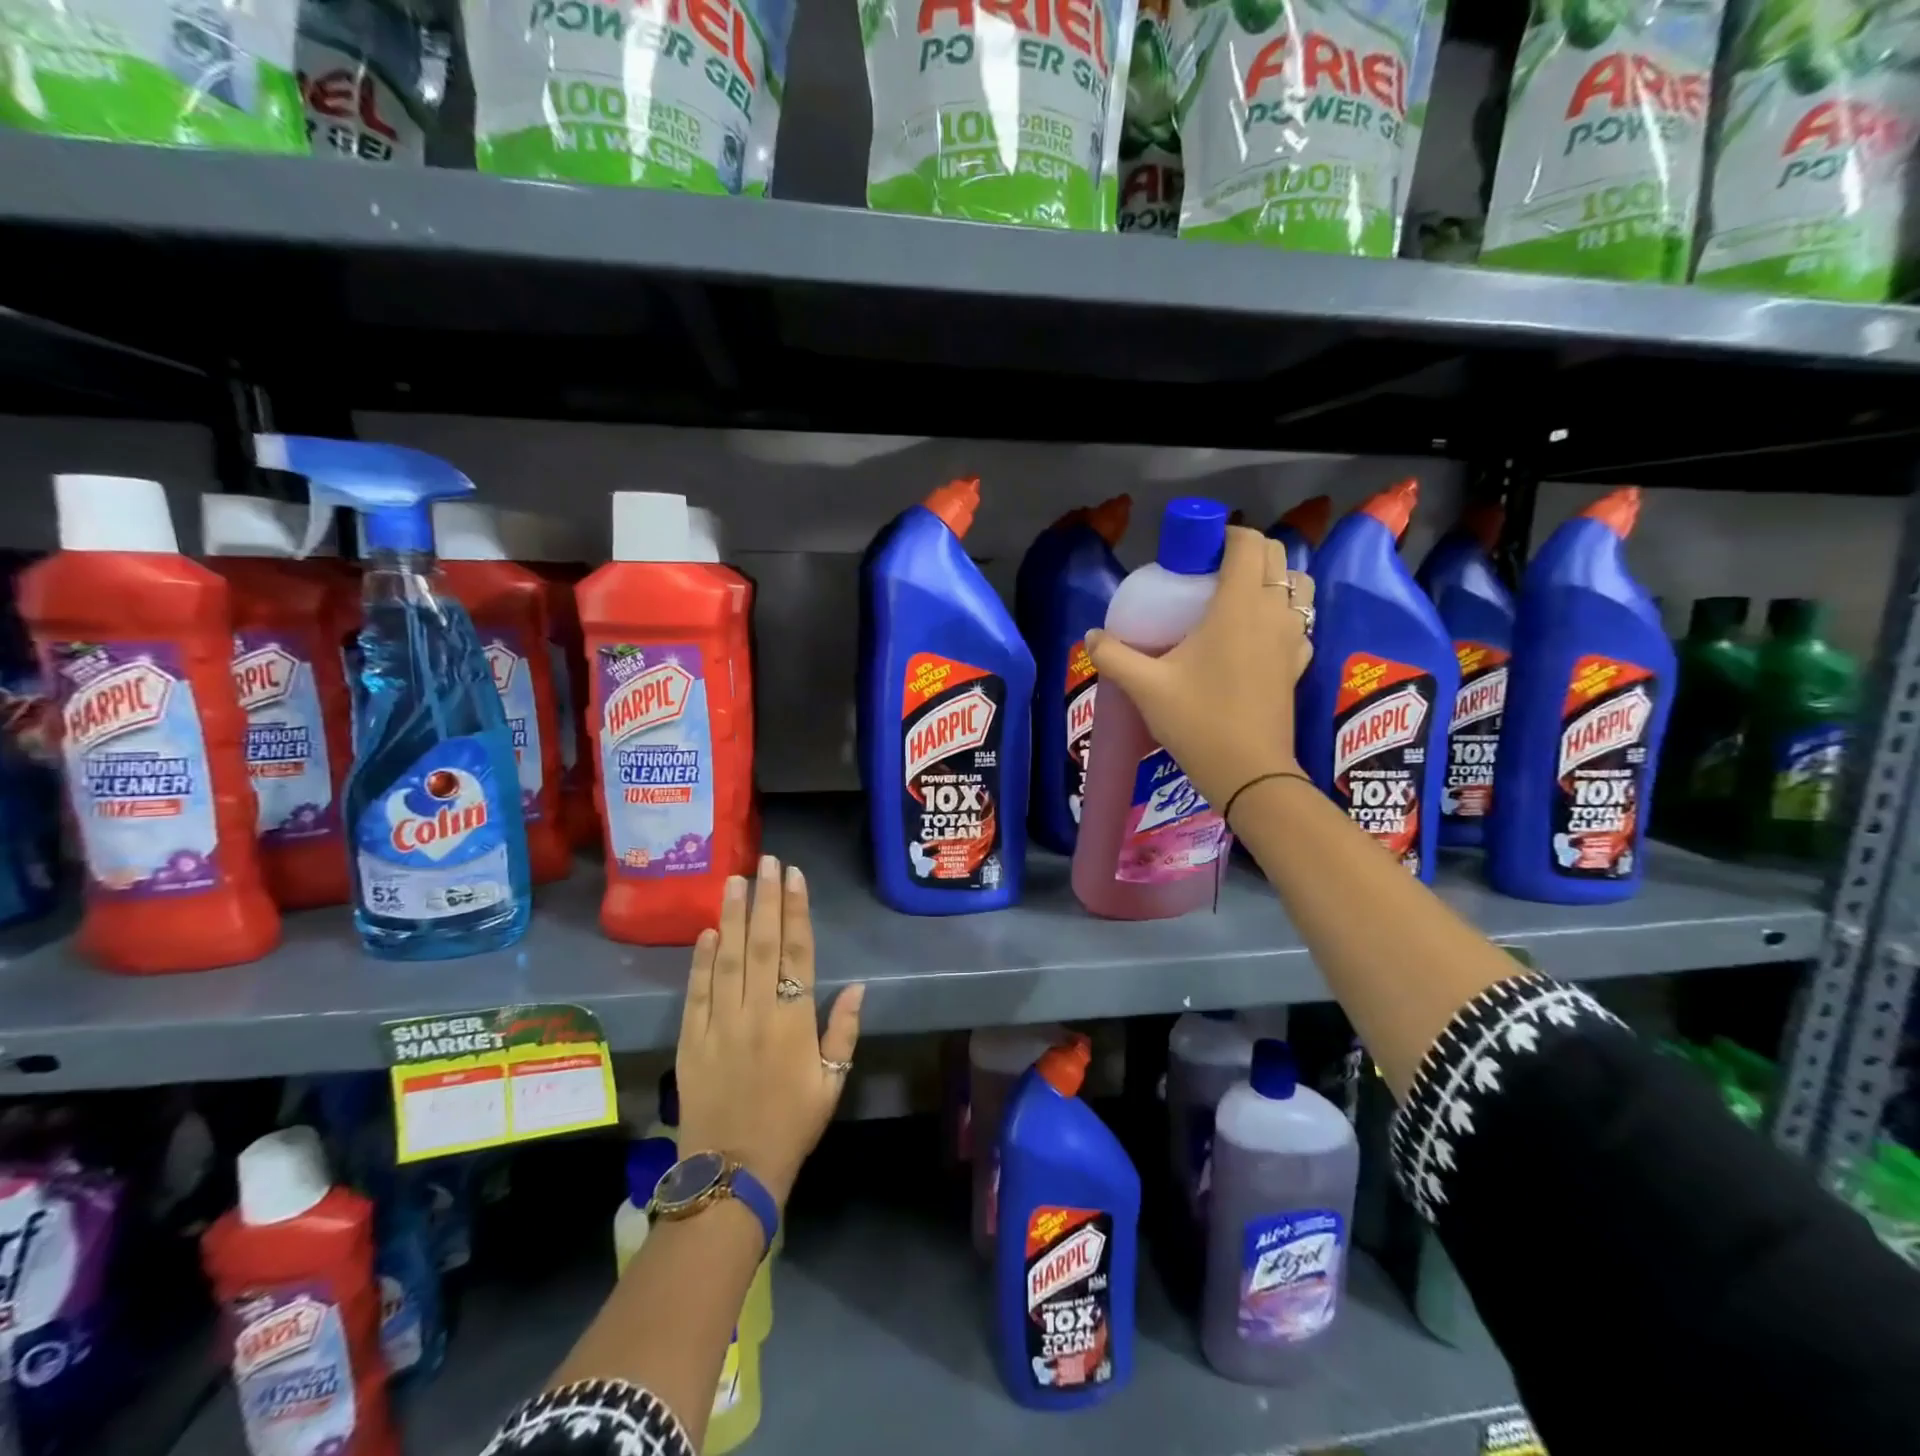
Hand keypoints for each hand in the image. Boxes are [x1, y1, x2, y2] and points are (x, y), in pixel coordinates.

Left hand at [676, 855, 863, 1208]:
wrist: (732, 1172)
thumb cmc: (792, 1125)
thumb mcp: (832, 1083)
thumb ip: (843, 1031)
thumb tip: (856, 986)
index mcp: (794, 1022)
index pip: (797, 953)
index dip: (796, 911)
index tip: (794, 876)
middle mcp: (756, 1013)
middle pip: (761, 945)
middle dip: (765, 899)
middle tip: (766, 861)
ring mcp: (719, 1024)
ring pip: (727, 959)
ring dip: (732, 916)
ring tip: (734, 880)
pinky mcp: (690, 1040)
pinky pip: (696, 992)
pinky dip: (700, 960)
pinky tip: (707, 931)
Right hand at [1086, 526, 1311, 810]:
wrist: (1248, 772)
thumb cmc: (1198, 721)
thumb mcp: (1145, 687)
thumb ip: (1114, 656)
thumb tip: (1091, 636)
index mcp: (1239, 604)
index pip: (1248, 542)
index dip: (1224, 535)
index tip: (1195, 554)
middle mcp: (1274, 611)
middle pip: (1276, 556)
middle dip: (1246, 553)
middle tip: (1208, 575)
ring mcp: (1293, 637)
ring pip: (1297, 586)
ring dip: (1272, 580)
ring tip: (1236, 600)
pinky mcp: (1299, 663)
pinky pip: (1299, 622)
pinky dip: (1282, 615)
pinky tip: (1254, 637)